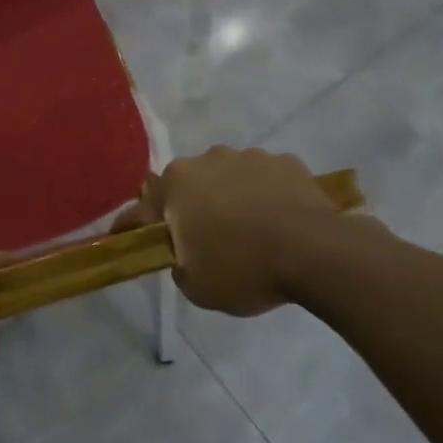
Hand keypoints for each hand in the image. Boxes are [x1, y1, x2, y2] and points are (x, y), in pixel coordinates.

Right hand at [115, 146, 364, 316]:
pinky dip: (264, 195)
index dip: (131, 228)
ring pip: (226, 177)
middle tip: (202, 239)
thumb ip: (177, 262)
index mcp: (175, 186)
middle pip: (186, 186)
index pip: (140, 210)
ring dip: (228, 197)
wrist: (316, 252)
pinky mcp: (284, 161)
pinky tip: (278, 220)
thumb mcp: (195, 285)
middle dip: (188, 207)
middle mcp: (205, 161)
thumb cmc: (243, 268)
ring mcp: (247, 157)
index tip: (125, 240)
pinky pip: (263, 179)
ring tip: (248, 229)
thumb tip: (184, 251)